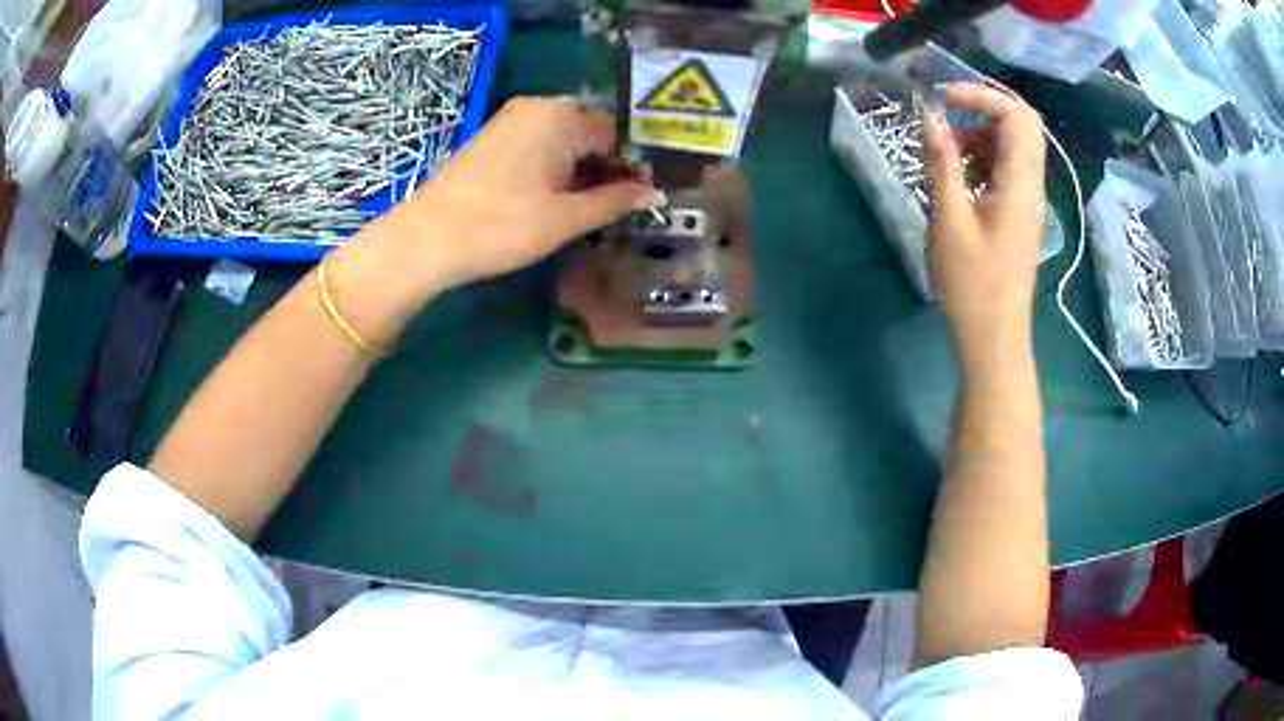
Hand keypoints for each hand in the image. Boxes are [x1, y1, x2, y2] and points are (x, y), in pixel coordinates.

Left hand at [381, 96, 658, 289]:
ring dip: (573, 169)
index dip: (625, 168)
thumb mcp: (566, 218)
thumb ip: (614, 201)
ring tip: (572, 208)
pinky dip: (547, 167)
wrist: (426, 238)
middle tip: (601, 207)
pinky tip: (542, 198)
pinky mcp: (488, 138)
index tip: (629, 201)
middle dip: (599, 167)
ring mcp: (508, 120)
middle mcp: (536, 106)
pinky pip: (533, 144)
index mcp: (561, 116)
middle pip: (585, 133)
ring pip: (558, 139)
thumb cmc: (502, 225)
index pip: (612, 135)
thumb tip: (655, 193)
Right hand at [924, 83, 1046, 374]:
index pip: (1017, 117)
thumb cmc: (972, 286)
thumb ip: (942, 163)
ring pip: (1015, 147)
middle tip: (949, 115)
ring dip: (982, 136)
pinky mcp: (1021, 216)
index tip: (943, 98)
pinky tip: (960, 183)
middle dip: (985, 109)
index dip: (982, 95)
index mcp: (1021, 185)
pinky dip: (984, 161)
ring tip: (949, 158)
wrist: (994, 340)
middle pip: (1023, 126)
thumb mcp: (950, 220)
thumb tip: (931, 118)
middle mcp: (1032, 187)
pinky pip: (1009, 171)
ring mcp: (1030, 203)